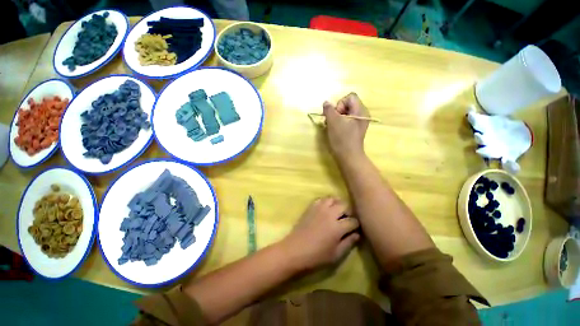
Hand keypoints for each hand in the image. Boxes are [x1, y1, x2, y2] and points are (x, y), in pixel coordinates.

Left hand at [281, 197, 359, 270]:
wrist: (295, 250)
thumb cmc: (316, 256)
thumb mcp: (336, 254)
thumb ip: (348, 243)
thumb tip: (357, 234)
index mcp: (337, 227)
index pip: (353, 221)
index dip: (356, 225)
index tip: (355, 229)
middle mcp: (329, 214)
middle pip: (344, 205)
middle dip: (349, 212)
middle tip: (347, 219)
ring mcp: (319, 208)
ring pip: (332, 199)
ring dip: (337, 204)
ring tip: (337, 212)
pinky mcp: (311, 207)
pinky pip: (321, 199)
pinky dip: (326, 202)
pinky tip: (325, 209)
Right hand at [323, 93, 369, 161]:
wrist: (348, 157)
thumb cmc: (342, 139)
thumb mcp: (333, 122)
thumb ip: (328, 110)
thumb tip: (326, 103)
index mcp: (360, 110)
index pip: (350, 97)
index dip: (340, 104)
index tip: (336, 115)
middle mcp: (362, 115)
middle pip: (347, 105)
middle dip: (336, 112)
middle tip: (332, 122)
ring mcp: (358, 123)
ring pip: (345, 113)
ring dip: (336, 118)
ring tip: (332, 127)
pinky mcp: (354, 130)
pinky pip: (346, 121)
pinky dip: (339, 124)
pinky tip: (335, 131)